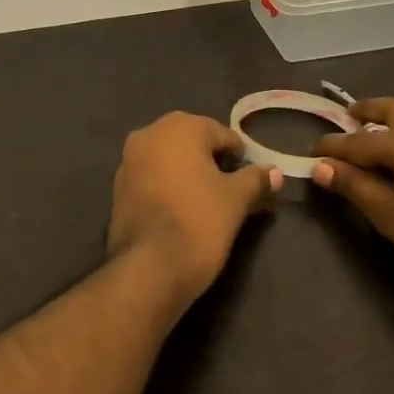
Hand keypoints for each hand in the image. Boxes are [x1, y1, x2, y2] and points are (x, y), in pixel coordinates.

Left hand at [107, 112, 281, 302]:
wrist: (150, 267)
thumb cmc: (199, 221)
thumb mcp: (236, 199)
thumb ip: (256, 180)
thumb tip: (275, 173)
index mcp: (179, 127)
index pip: (222, 135)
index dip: (241, 158)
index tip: (252, 181)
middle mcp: (148, 134)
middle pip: (192, 143)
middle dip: (213, 163)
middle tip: (232, 191)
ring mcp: (128, 161)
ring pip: (169, 161)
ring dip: (189, 175)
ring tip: (208, 203)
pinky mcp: (117, 188)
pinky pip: (152, 179)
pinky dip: (168, 188)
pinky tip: (182, 210)